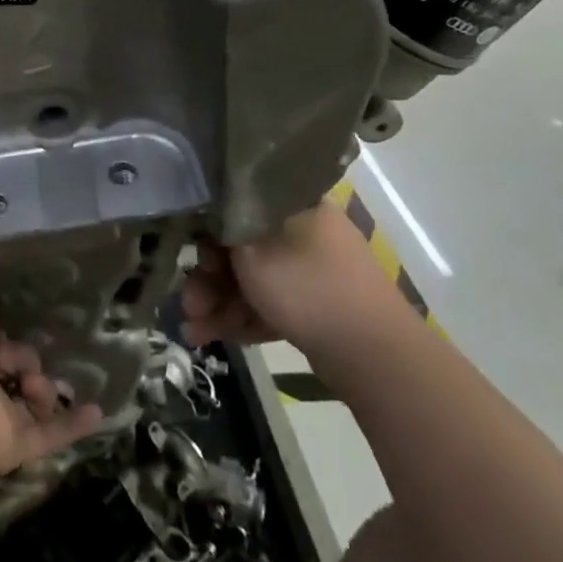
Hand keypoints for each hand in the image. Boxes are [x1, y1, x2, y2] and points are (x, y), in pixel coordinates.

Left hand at [0, 305, 103, 478]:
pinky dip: (74, 424)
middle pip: (17, 373)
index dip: (7, 337)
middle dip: (27, 363)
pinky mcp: (14, 448)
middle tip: (25, 365)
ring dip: (46, 390)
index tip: (19, 328)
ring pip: (34, 402)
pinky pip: (50, 435)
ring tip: (37, 387)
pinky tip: (97, 412)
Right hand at [181, 200, 410, 362]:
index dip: (206, 231)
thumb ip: (221, 234)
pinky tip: (210, 338)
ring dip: (218, 304)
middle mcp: (304, 232)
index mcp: (294, 206)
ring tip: (194, 332)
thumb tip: (204, 220)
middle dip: (208, 279)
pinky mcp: (316, 307)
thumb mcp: (252, 253)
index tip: (188, 255)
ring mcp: (313, 272)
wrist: (375, 355)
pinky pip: (269, 304)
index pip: (238, 206)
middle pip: (241, 249)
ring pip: (252, 281)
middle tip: (189, 304)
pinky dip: (241, 318)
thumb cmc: (307, 289)